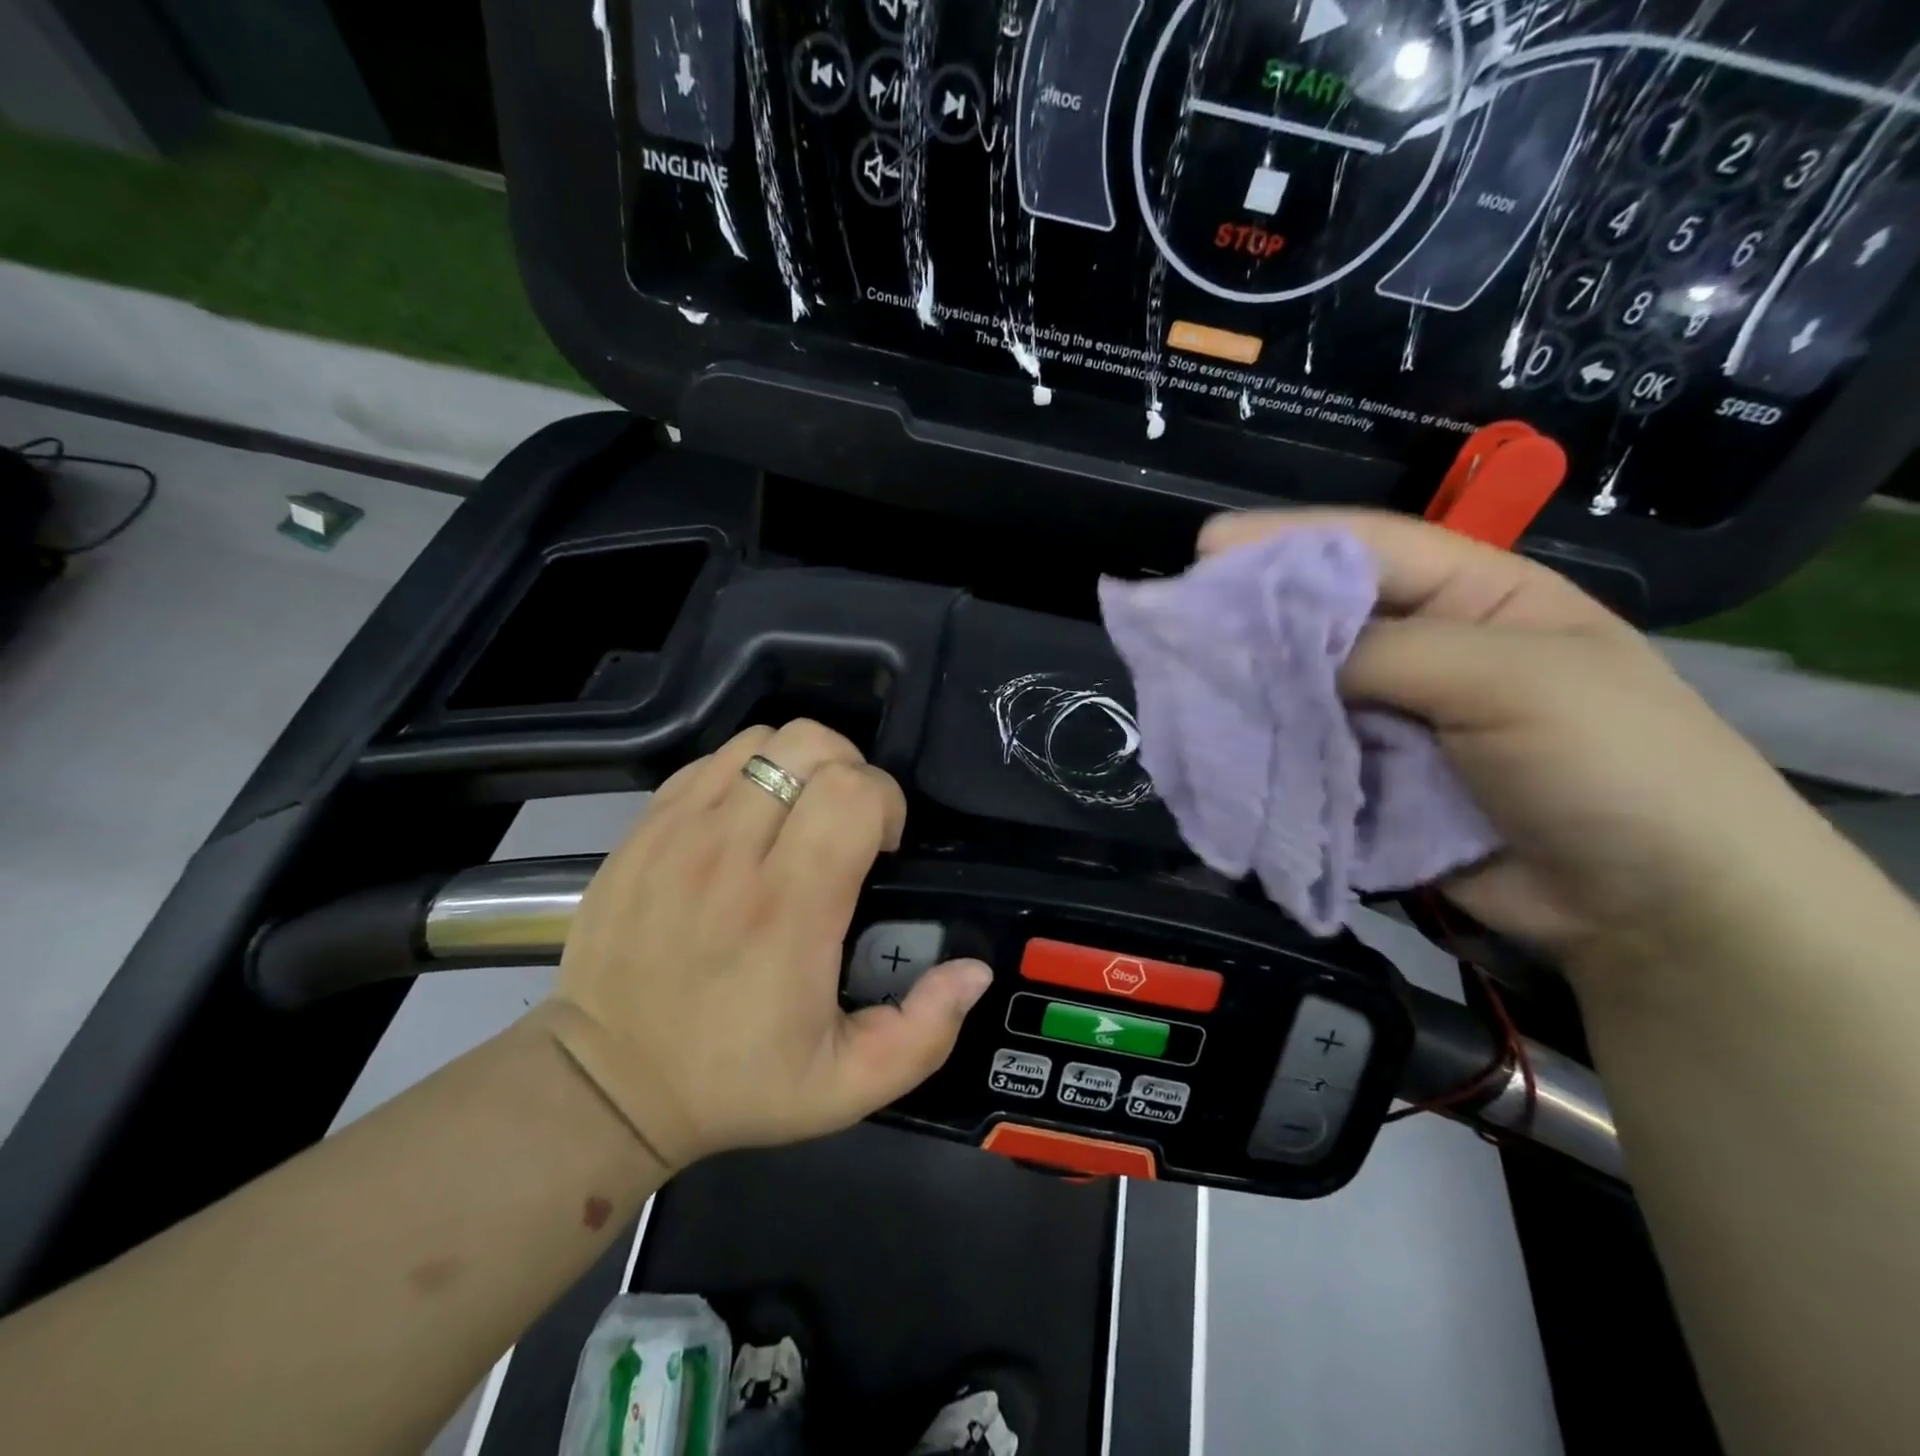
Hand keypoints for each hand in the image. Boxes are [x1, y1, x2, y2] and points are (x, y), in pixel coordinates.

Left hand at [544, 721, 992, 1169]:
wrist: (605, 1083)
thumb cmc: (733, 1082)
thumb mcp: (847, 1087)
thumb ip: (924, 1033)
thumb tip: (974, 970)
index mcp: (788, 910)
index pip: (853, 792)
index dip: (885, 803)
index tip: (881, 848)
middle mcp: (730, 854)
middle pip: (810, 745)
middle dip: (850, 772)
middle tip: (847, 827)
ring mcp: (678, 832)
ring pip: (761, 740)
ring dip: (799, 766)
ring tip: (800, 818)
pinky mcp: (644, 828)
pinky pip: (711, 760)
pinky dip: (746, 772)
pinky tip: (749, 821)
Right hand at [1199, 510, 1850, 983]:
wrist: (1656, 913)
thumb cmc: (1611, 766)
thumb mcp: (1514, 682)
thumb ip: (1388, 654)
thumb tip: (1277, 651)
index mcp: (1475, 597)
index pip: (1368, 549)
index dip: (1286, 543)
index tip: (1206, 548)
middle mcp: (1426, 648)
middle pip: (1323, 619)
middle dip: (1255, 618)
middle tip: (1179, 622)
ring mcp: (1395, 718)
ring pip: (1306, 689)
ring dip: (1255, 689)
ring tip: (1185, 682)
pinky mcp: (1372, 780)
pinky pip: (1309, 751)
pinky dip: (1270, 747)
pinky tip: (1223, 740)